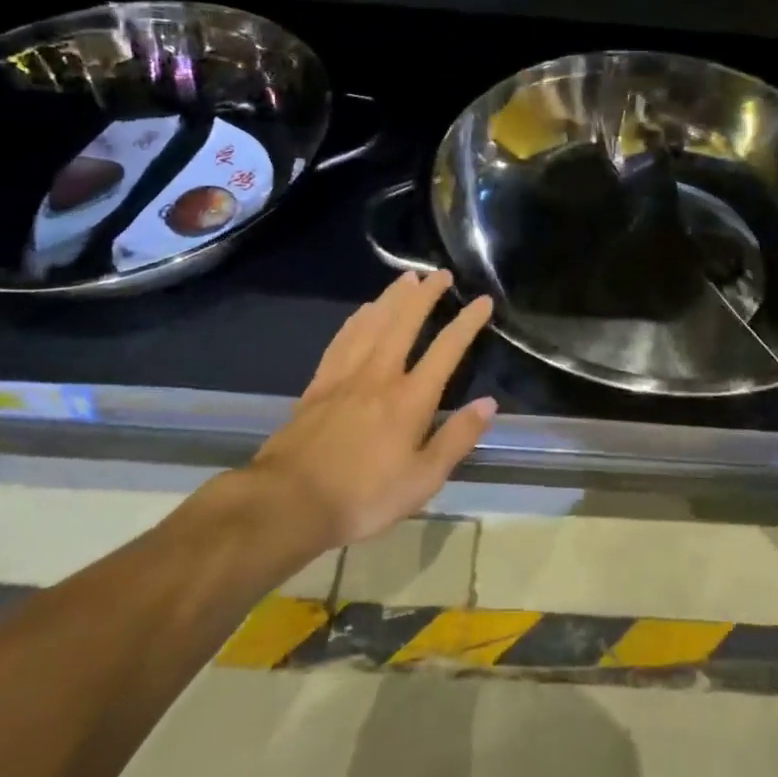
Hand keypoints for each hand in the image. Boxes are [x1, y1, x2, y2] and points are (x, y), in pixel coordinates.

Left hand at [247, 271, 496, 545]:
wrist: (289, 502)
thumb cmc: (364, 496)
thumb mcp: (423, 480)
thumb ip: (457, 438)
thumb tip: (488, 404)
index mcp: (410, 399)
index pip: (446, 350)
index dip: (466, 323)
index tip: (482, 301)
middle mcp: (379, 375)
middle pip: (404, 322)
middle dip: (426, 295)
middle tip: (440, 274)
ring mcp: (345, 376)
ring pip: (372, 323)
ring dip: (392, 297)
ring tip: (406, 278)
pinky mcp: (318, 384)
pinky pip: (342, 339)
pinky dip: (357, 319)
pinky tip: (363, 311)